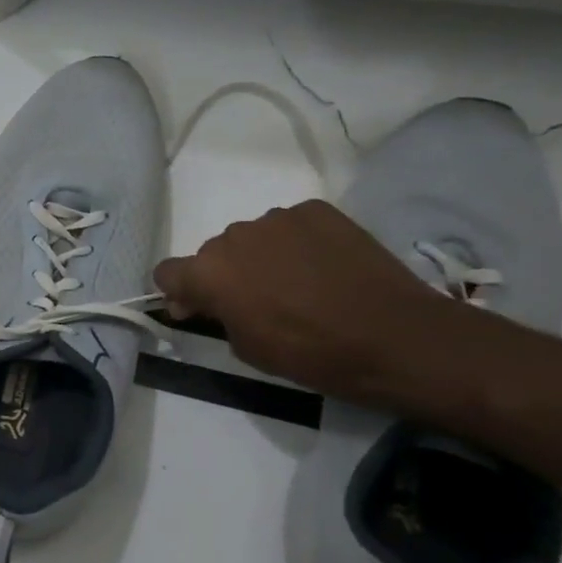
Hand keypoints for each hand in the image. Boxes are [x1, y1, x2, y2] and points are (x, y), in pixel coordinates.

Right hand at [153, 201, 448, 401]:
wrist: (394, 335)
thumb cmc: (310, 353)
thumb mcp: (247, 347)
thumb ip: (217, 316)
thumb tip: (207, 302)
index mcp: (209, 272)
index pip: (167, 272)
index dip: (180, 292)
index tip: (200, 310)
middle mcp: (234, 236)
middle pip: (213, 253)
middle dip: (226, 275)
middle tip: (258, 302)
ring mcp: (278, 218)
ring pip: (253, 237)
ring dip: (261, 257)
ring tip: (298, 284)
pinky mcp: (317, 210)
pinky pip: (291, 226)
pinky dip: (297, 244)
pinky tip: (324, 267)